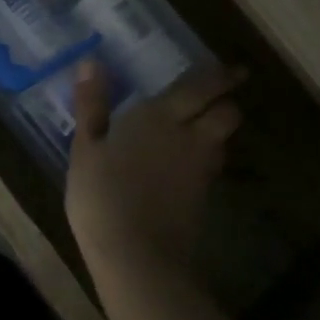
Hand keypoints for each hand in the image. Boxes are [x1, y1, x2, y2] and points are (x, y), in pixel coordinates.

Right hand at [66, 61, 245, 279]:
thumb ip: (91, 105)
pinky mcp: (202, 199)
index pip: (203, 87)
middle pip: (227, 113)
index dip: (221, 76)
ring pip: (223, 141)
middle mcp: (190, 137)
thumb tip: (91, 62)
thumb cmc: (103, 195)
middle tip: (220, 96)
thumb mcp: (85, 148)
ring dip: (218, 131)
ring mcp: (200, 170)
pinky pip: (211, 167)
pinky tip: (187, 164)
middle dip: (228, 102)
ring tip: (203, 127)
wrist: (137, 257)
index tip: (233, 69)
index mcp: (162, 116)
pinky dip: (206, 159)